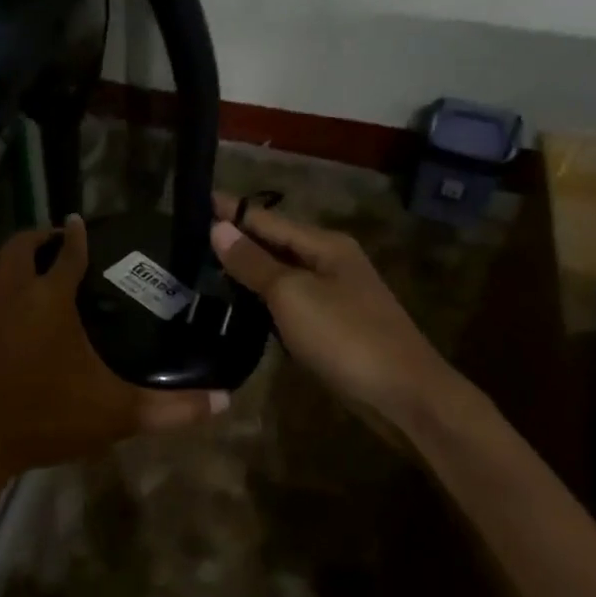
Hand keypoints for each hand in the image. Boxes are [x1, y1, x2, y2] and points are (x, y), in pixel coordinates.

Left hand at [0, 216, 227, 486]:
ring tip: (45, 282)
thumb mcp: (115, 413)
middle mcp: (11, 294)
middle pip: (20, 247)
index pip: (66, 250)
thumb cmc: (44, 415)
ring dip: (20, 267)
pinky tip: (20, 326)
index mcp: (49, 298)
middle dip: (39, 238)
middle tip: (61, 244)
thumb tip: (223, 402)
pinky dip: (5, 298)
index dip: (76, 234)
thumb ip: (171, 408)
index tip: (81, 222)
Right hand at [209, 193, 452, 419]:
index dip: (230, 211)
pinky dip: (263, 297)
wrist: (405, 396)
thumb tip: (218, 228)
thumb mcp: (292, 295)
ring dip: (248, 269)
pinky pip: (289, 300)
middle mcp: (331, 261)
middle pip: (275, 242)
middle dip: (237, 238)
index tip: (195, 200)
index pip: (266, 218)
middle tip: (190, 237)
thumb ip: (254, 262)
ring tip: (205, 267)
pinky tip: (241, 304)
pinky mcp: (333, 325)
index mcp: (325, 244)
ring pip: (281, 272)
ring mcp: (335, 294)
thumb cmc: (346, 337)